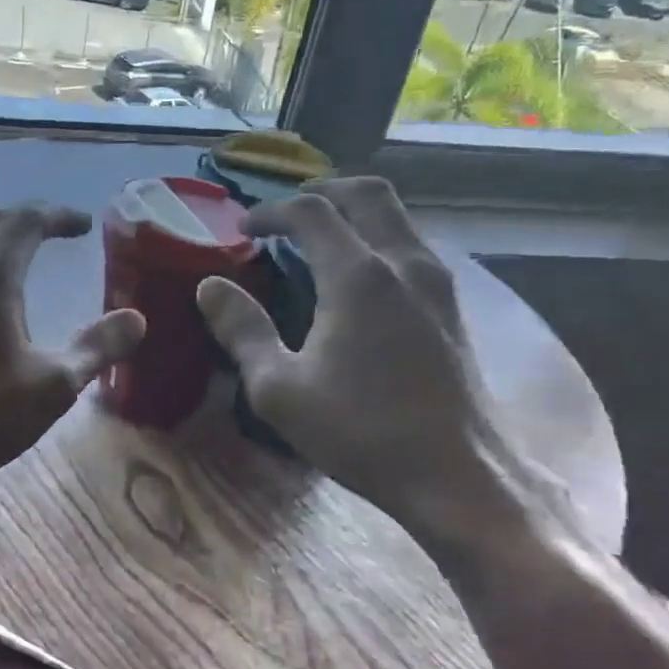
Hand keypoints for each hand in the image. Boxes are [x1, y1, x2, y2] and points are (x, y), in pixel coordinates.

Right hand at [196, 178, 528, 533]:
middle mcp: (404, 263)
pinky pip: (411, 246)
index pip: (311, 213)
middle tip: (287, 212)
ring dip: (354, 213)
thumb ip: (242, 331)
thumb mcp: (279, 389)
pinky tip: (359, 276)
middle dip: (322, 191)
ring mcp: (437, 283)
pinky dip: (378, 238)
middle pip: (367, 195)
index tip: (244, 228)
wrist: (458, 476)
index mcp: (357, 277)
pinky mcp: (453, 307)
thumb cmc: (361, 432)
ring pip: (396, 217)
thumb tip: (210, 287)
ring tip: (319, 238)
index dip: (271, 211)